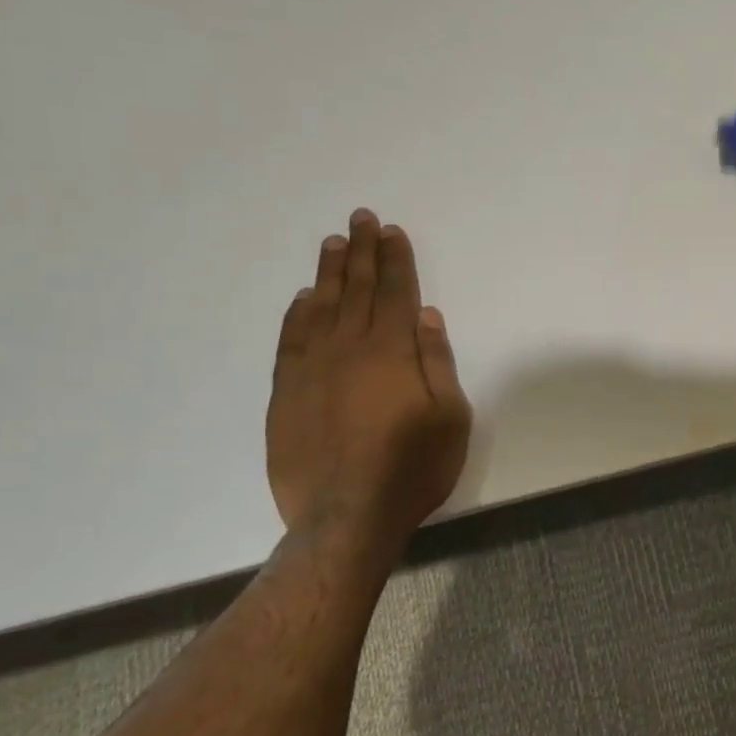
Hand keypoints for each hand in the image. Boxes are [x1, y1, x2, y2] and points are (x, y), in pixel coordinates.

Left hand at [267, 210, 471, 544]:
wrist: (346, 516)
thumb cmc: (412, 467)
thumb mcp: (449, 417)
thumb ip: (437, 362)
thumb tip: (426, 315)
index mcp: (391, 351)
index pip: (394, 292)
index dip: (395, 259)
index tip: (392, 231)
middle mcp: (348, 348)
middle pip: (356, 289)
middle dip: (361, 251)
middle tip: (360, 218)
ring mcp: (311, 368)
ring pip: (320, 307)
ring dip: (329, 272)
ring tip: (333, 243)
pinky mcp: (285, 392)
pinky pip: (290, 340)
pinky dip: (296, 314)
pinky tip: (302, 298)